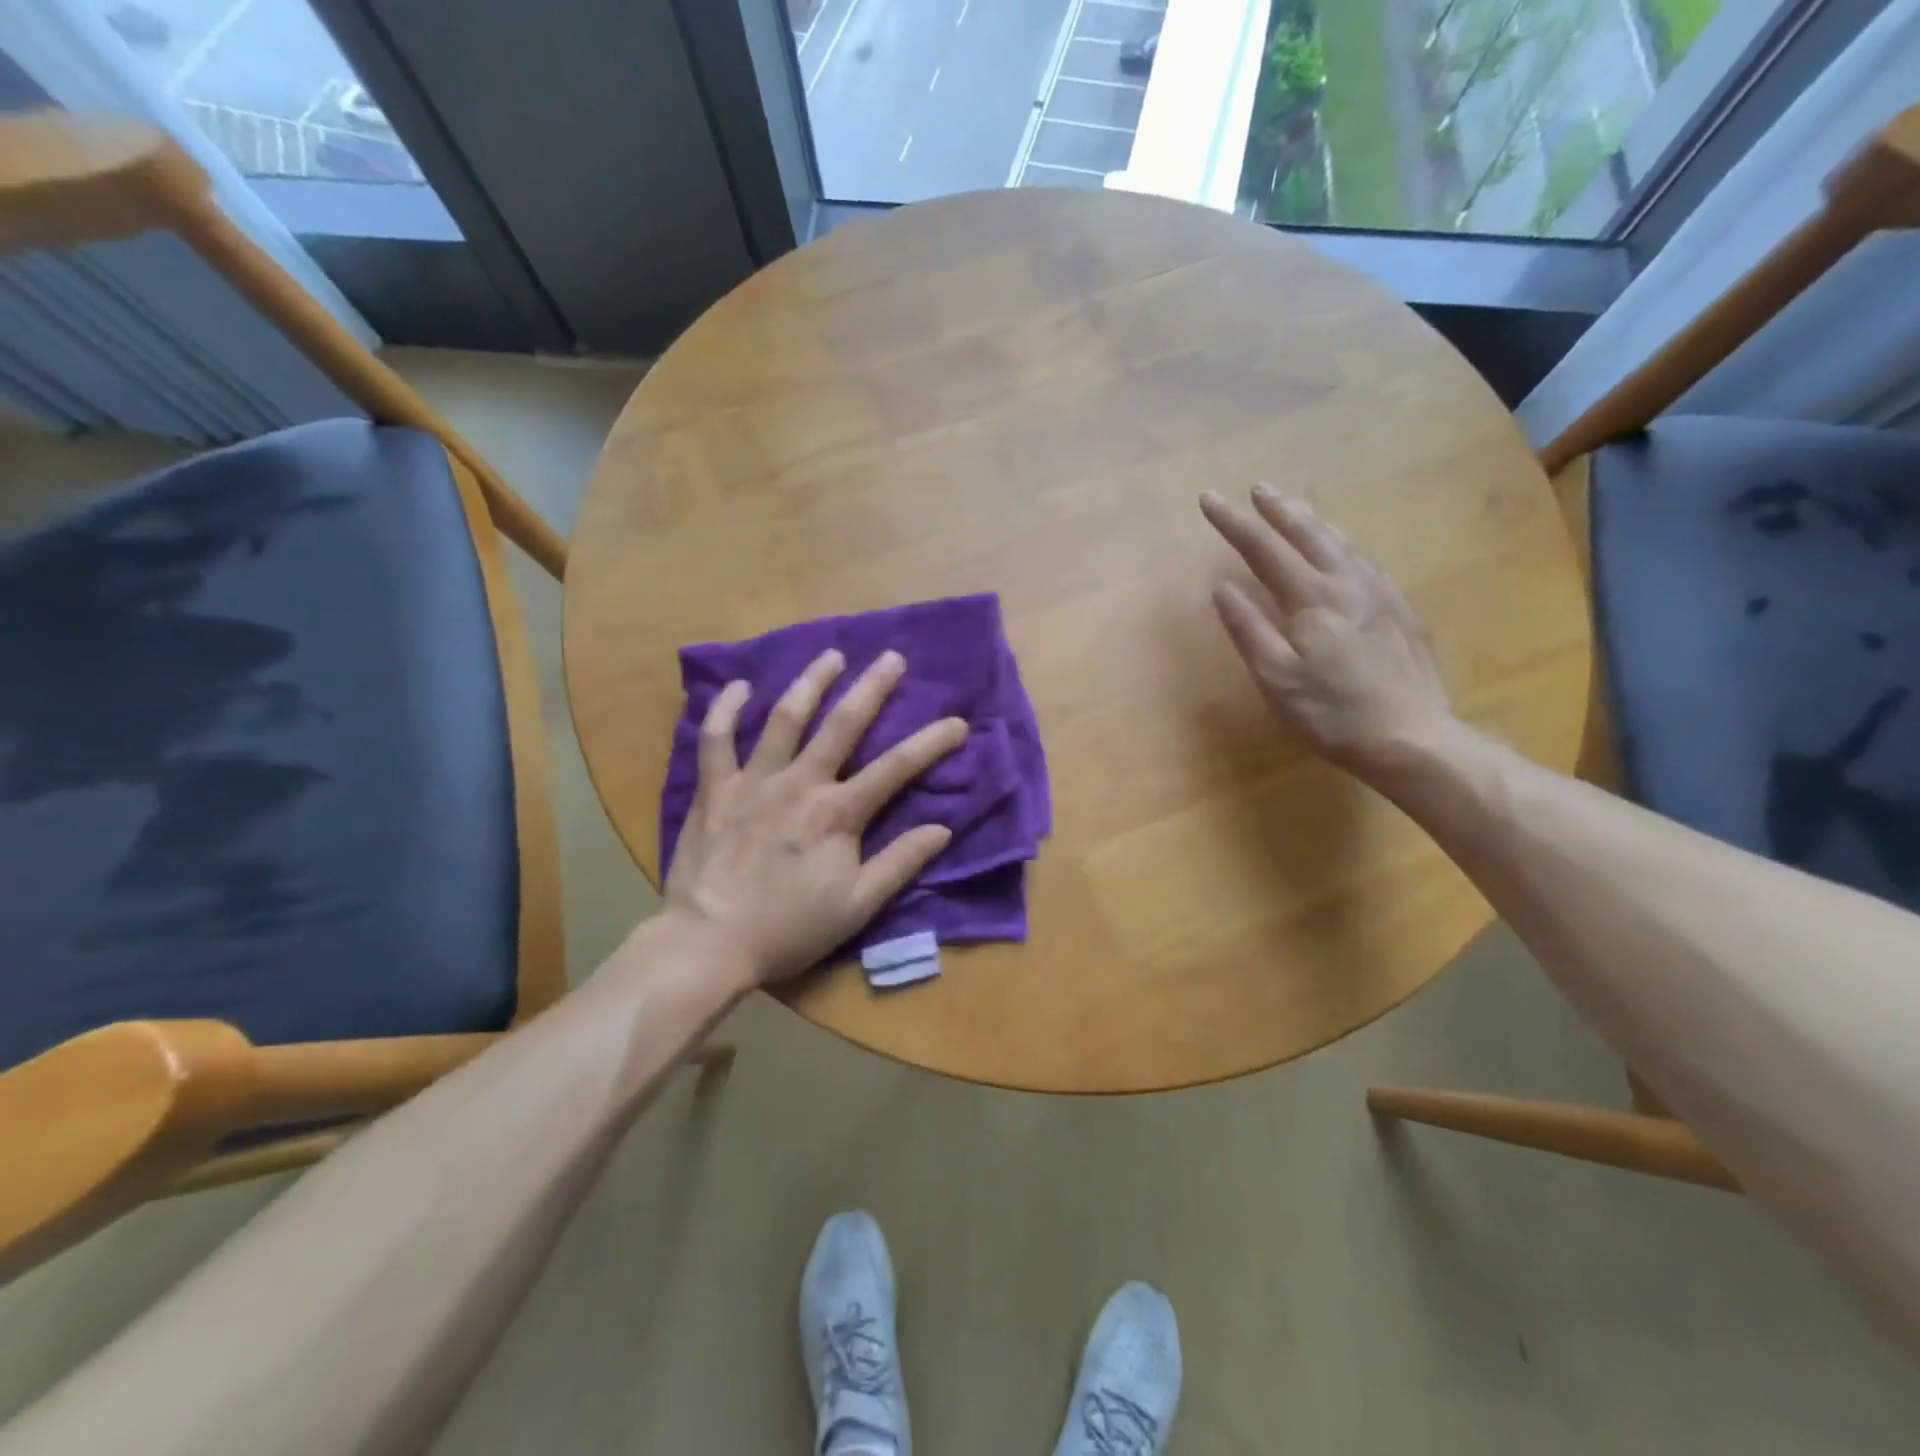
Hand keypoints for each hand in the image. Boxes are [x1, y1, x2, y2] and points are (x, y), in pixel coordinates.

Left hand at [661, 648, 966, 987]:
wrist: (708, 943)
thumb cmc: (789, 928)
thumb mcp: (857, 906)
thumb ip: (899, 863)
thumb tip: (942, 829)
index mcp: (838, 814)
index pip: (896, 768)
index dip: (931, 742)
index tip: (958, 722)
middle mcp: (800, 784)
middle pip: (842, 725)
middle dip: (872, 688)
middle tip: (892, 658)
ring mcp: (754, 781)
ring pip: (785, 718)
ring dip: (810, 682)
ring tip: (831, 655)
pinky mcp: (715, 789)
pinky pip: (716, 739)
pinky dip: (726, 709)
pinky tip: (740, 686)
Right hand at [1200, 484, 1453, 775]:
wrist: (1412, 737)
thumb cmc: (1332, 712)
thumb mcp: (1276, 677)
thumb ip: (1248, 628)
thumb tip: (1222, 587)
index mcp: (1312, 598)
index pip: (1263, 549)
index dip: (1233, 523)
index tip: (1209, 499)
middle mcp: (1348, 584)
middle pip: (1309, 534)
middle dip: (1278, 509)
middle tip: (1257, 488)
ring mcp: (1381, 594)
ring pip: (1342, 543)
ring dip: (1313, 521)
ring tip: (1295, 507)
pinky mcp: (1401, 611)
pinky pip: (1366, 561)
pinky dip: (1344, 544)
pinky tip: (1343, 550)